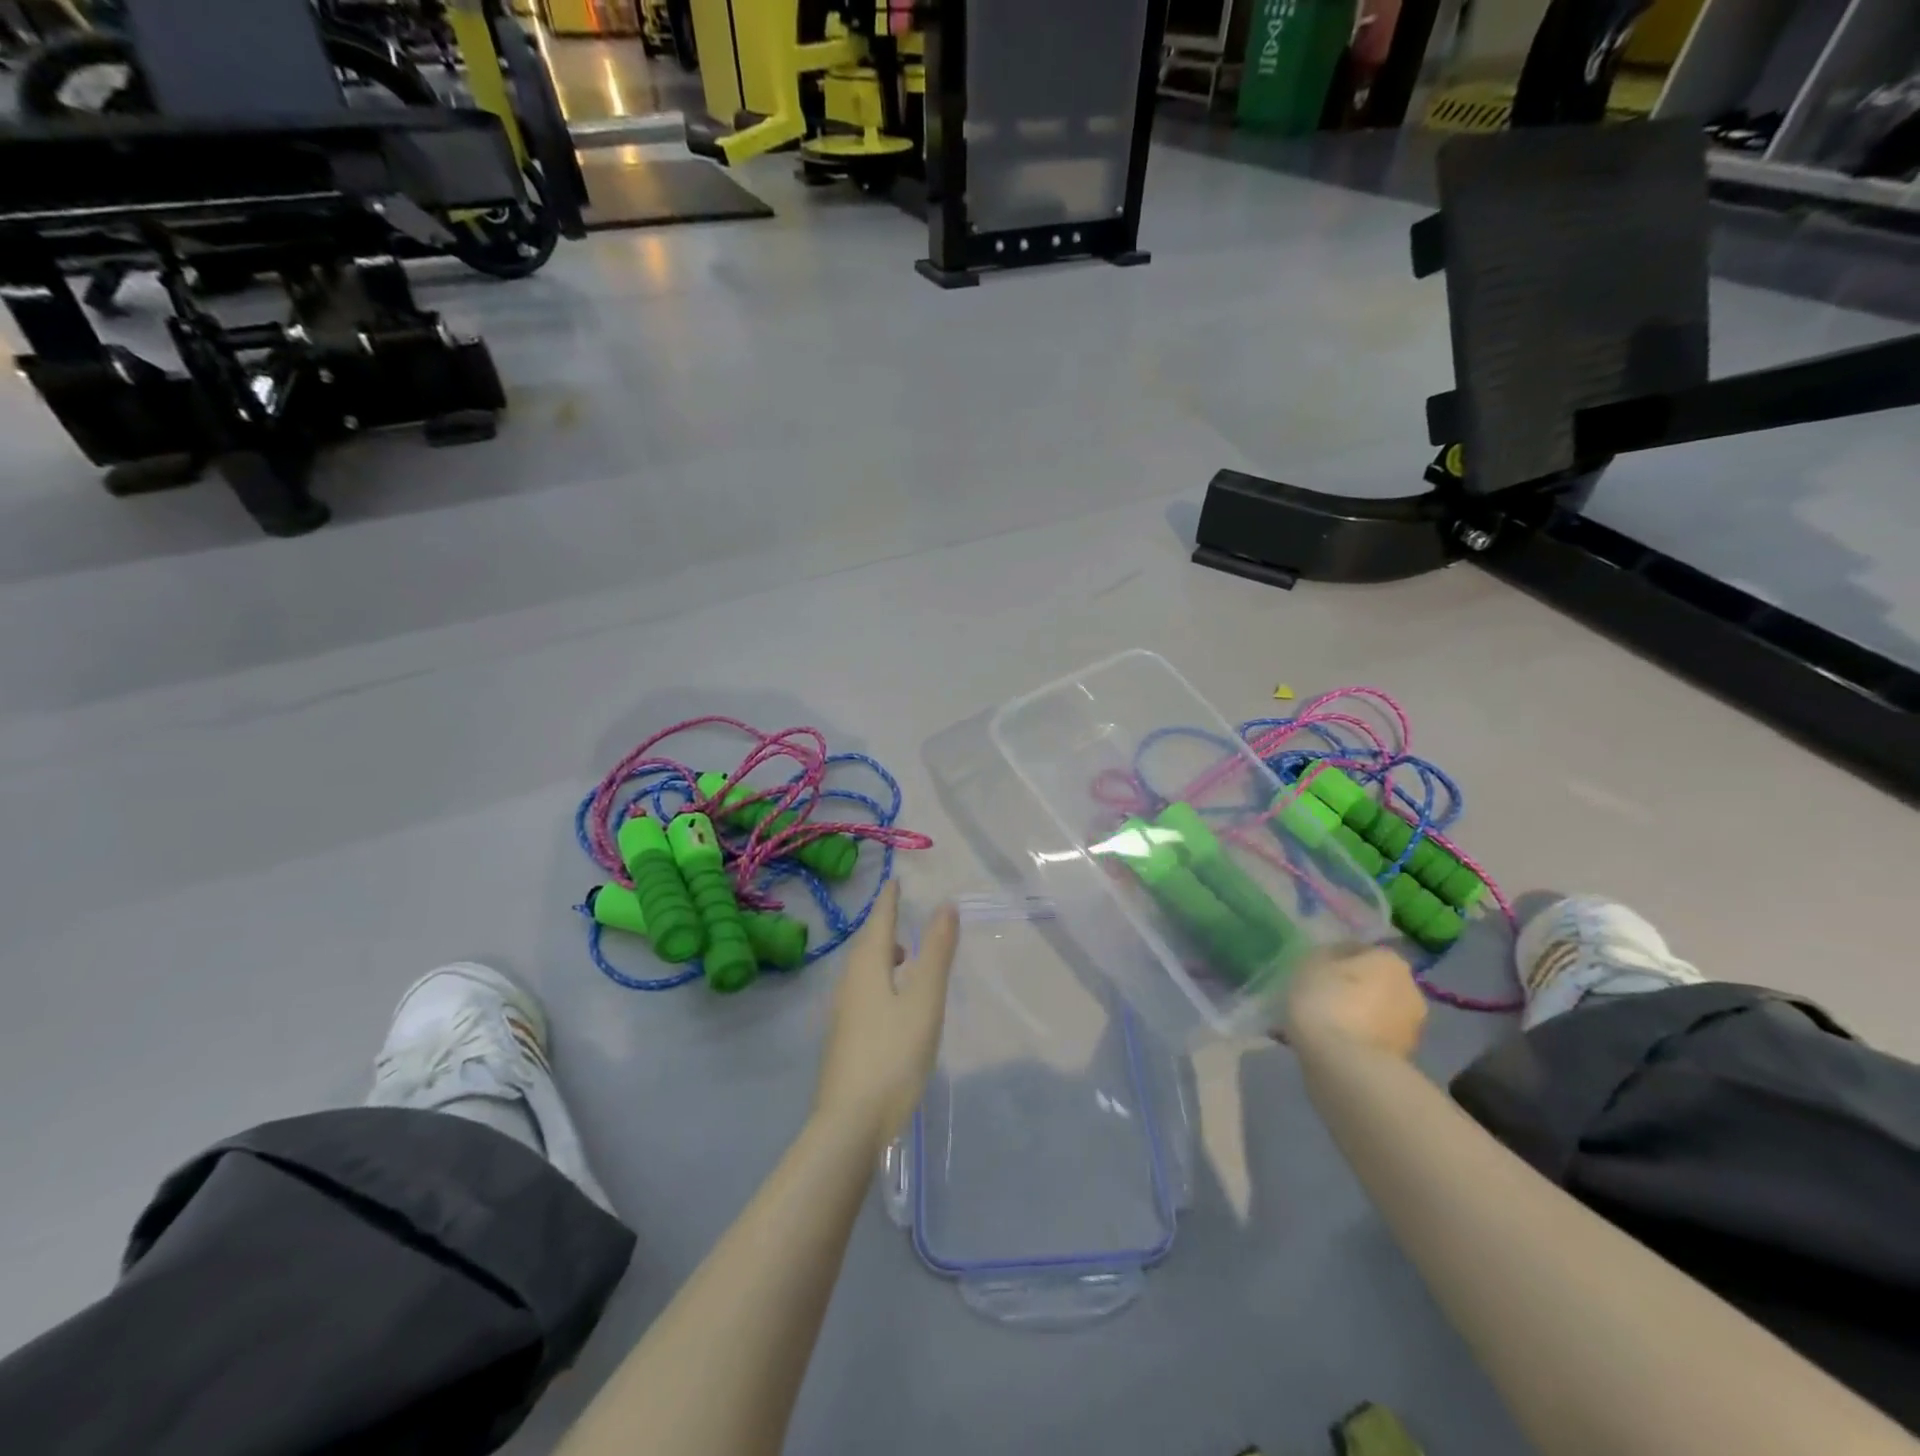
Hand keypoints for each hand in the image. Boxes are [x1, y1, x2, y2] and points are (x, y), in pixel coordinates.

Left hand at [812, 882, 957, 1151]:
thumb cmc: (893, 1055)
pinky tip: (893, 1002)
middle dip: (884, 926)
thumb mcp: (924, 1001)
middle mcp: (848, 983)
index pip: (879, 921)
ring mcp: (842, 1013)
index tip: (896, 881)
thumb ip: (936, 953)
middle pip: (867, 945)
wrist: (850, 1123)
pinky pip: (862, 992)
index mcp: (867, 967)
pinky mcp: (843, 1038)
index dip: (890, 900)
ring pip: (863, 970)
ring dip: (882, 956)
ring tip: (904, 958)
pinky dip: (879, 980)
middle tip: (901, 914)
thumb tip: (946, 906)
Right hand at [1280, 945, 1426, 1059]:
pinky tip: (1334, 1046)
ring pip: (1376, 1013)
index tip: (1314, 973)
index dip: (1335, 959)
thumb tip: (1337, 960)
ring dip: (1357, 1016)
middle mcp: (1411, 989)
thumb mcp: (1311, 963)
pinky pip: (1375, 1039)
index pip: (1360, 950)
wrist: (1344, 1065)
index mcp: (1390, 960)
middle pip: (1374, 982)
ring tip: (1325, 1027)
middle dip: (1352, 989)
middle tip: (1321, 999)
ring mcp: (1411, 1028)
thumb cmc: (1325, 1000)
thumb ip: (1326, 956)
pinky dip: (1358, 1039)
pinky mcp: (1405, 1059)